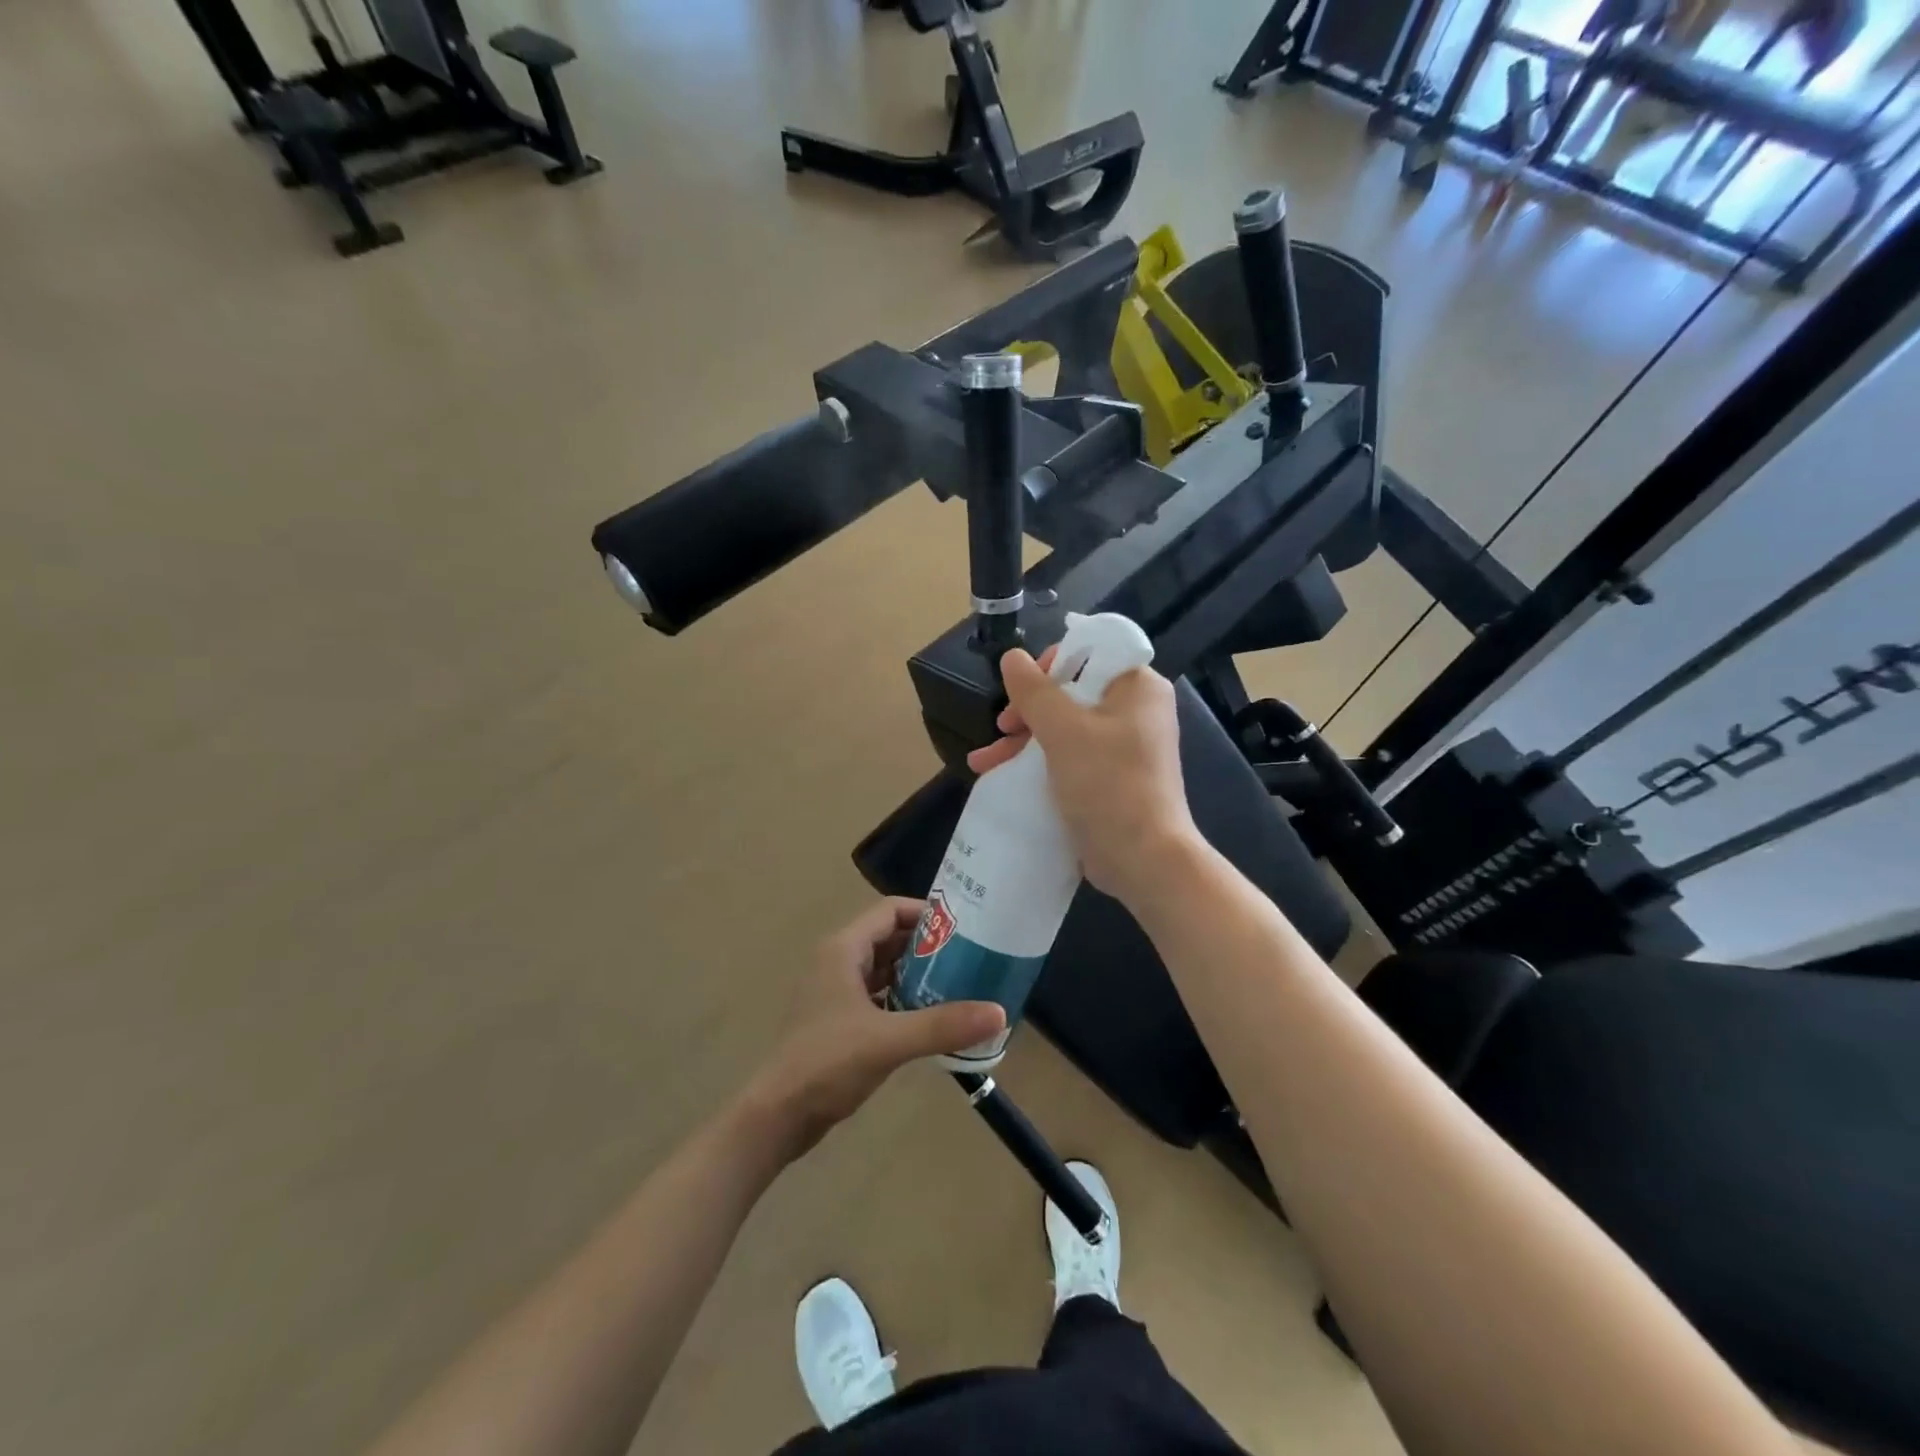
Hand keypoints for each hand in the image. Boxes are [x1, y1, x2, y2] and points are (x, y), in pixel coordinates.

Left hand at [743, 899, 1004, 1158]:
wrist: (777, 1117)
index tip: (965, 927)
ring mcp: (835, 992)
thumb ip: (942, 1025)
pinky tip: (930, 1017)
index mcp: (842, 949)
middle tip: (970, 957)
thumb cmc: (826, 1064)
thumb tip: (999, 1012)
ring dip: (917, 974)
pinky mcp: (838, 1021)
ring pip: (884, 969)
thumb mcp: (888, 1040)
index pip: (890, 911)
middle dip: (928, 946)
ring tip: (959, 985)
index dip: (927, 913)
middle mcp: (837, 962)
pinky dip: (903, 999)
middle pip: (889, 938)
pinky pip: (878, 996)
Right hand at [966, 646, 1198, 903]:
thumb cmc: (1107, 783)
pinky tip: (999, 776)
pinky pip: (1069, 757)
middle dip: (1027, 711)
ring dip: (1023, 741)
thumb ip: (1034, 690)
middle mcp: (1135, 711)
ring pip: (1065, 728)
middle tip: (1002, 727)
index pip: (1092, 652)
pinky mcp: (1110, 778)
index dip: (1051, 664)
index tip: (1022, 689)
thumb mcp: (1063, 730)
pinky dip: (1038, 763)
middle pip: (1072, 692)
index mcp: (1137, 687)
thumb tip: (1011, 656)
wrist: (1142, 858)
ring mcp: (1123, 747)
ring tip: (982, 762)